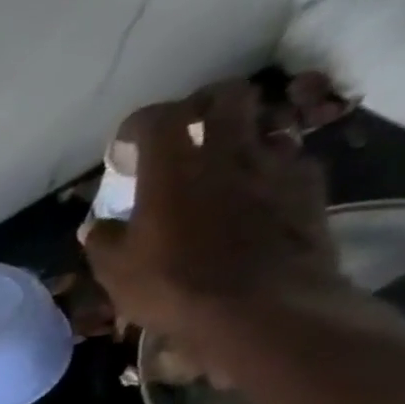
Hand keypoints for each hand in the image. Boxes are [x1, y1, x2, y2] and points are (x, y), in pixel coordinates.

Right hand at [84, 81, 348, 374]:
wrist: (259, 307)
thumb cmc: (174, 286)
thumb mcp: (116, 272)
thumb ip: (104, 241)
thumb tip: (96, 226)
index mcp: (173, 169)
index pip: (157, 118)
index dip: (139, 124)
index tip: (126, 145)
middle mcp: (228, 153)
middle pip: (226, 96)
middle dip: (203, 105)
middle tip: (186, 130)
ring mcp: (275, 166)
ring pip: (264, 124)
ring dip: (242, 135)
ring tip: (224, 164)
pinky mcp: (308, 188)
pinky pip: (290, 161)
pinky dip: (270, 169)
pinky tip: (256, 194)